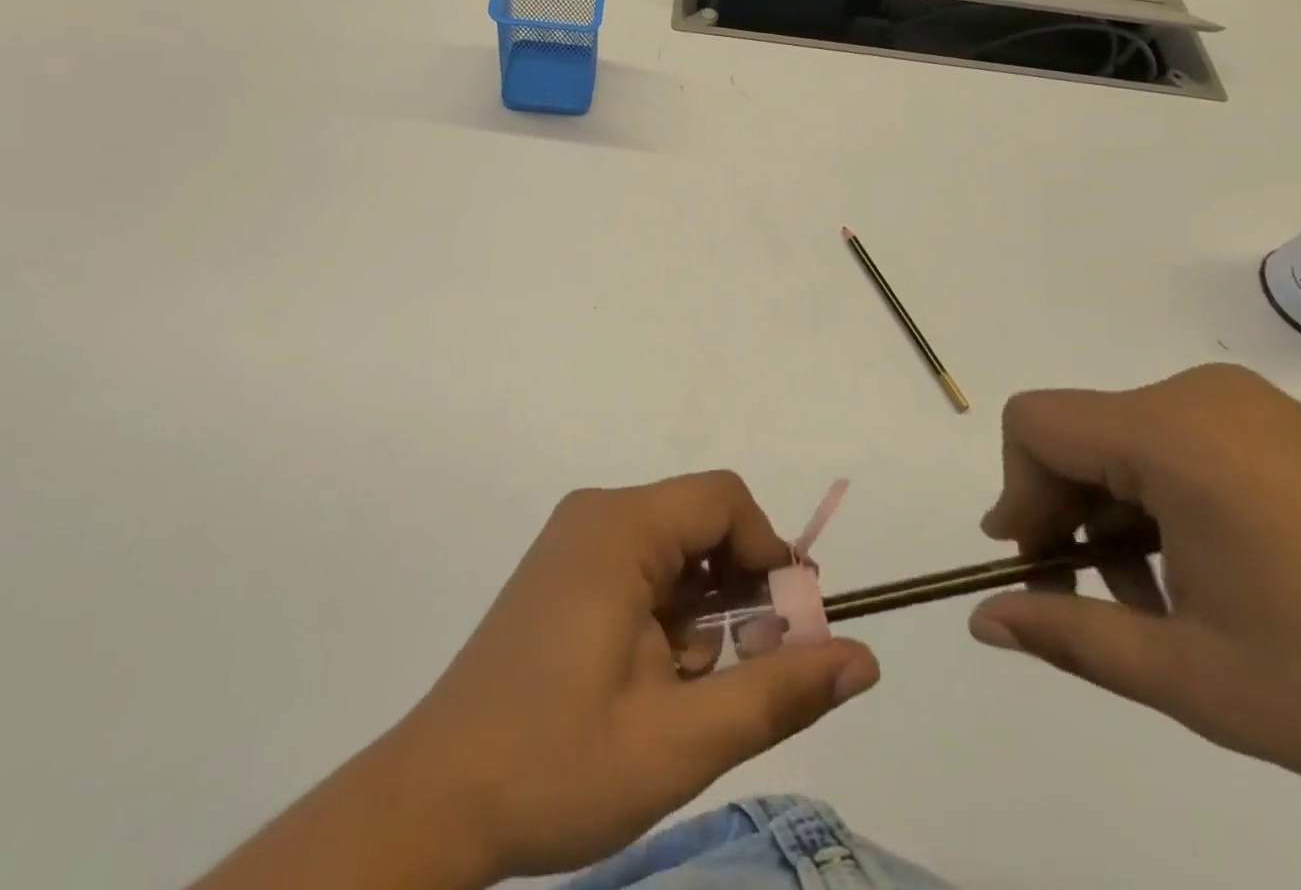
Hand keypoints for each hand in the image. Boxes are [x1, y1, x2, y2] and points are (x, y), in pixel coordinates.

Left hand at [402, 472, 878, 881]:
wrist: (435, 800)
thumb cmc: (557, 765)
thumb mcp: (681, 740)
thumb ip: (779, 693)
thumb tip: (864, 659)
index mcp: (619, 527)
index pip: (724, 500)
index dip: (769, 554)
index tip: (786, 631)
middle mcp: (596, 515)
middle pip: (700, 522)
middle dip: (737, 592)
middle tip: (739, 673)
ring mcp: (574, 541)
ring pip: (674, 550)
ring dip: (702, 611)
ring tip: (684, 690)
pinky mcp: (562, 571)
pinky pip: (640, 566)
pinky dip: (667, 613)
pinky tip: (651, 678)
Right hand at [969, 363, 1300, 844]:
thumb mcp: (1199, 680)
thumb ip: (1071, 637)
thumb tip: (982, 620)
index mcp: (1172, 433)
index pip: (1036, 426)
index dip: (1017, 494)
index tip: (1036, 568)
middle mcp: (1200, 396)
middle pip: (1078, 433)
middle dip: (1065, 513)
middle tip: (1093, 602)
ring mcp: (1250, 408)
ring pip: (1126, 441)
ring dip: (1115, 515)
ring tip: (1162, 606)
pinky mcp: (1286, 429)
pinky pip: (1181, 444)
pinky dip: (1163, 500)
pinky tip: (1211, 576)